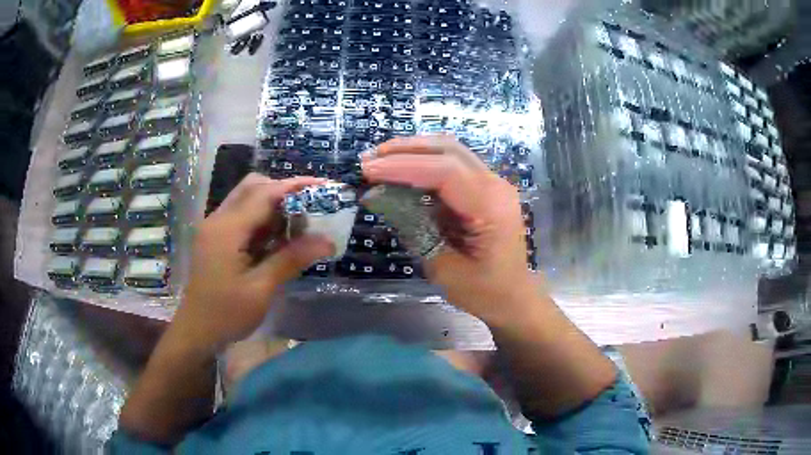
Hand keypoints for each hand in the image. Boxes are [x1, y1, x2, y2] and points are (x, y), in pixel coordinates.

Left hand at [175, 173, 334, 352]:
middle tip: (311, 207)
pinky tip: (278, 238)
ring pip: (247, 199)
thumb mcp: (261, 289)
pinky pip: (242, 216)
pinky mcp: (215, 238)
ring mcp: (215, 227)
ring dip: (274, 205)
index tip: (325, 186)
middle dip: (284, 191)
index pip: (264, 193)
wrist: (196, 331)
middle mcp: (218, 219)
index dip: (296, 186)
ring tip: (299, 224)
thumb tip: (327, 241)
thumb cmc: (226, 314)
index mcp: (227, 229)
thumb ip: (291, 260)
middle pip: (253, 187)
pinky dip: (263, 219)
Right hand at [362, 135, 537, 321]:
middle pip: (448, 150)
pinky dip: (424, 162)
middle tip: (369, 159)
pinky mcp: (484, 188)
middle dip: (404, 150)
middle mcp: (496, 186)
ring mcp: (493, 184)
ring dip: (413, 151)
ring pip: (450, 151)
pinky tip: (401, 169)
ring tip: (379, 159)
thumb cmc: (484, 292)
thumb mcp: (444, 269)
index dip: (403, 166)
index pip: (445, 172)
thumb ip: (414, 229)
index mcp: (492, 206)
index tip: (369, 170)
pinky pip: (452, 165)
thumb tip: (379, 198)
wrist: (514, 298)